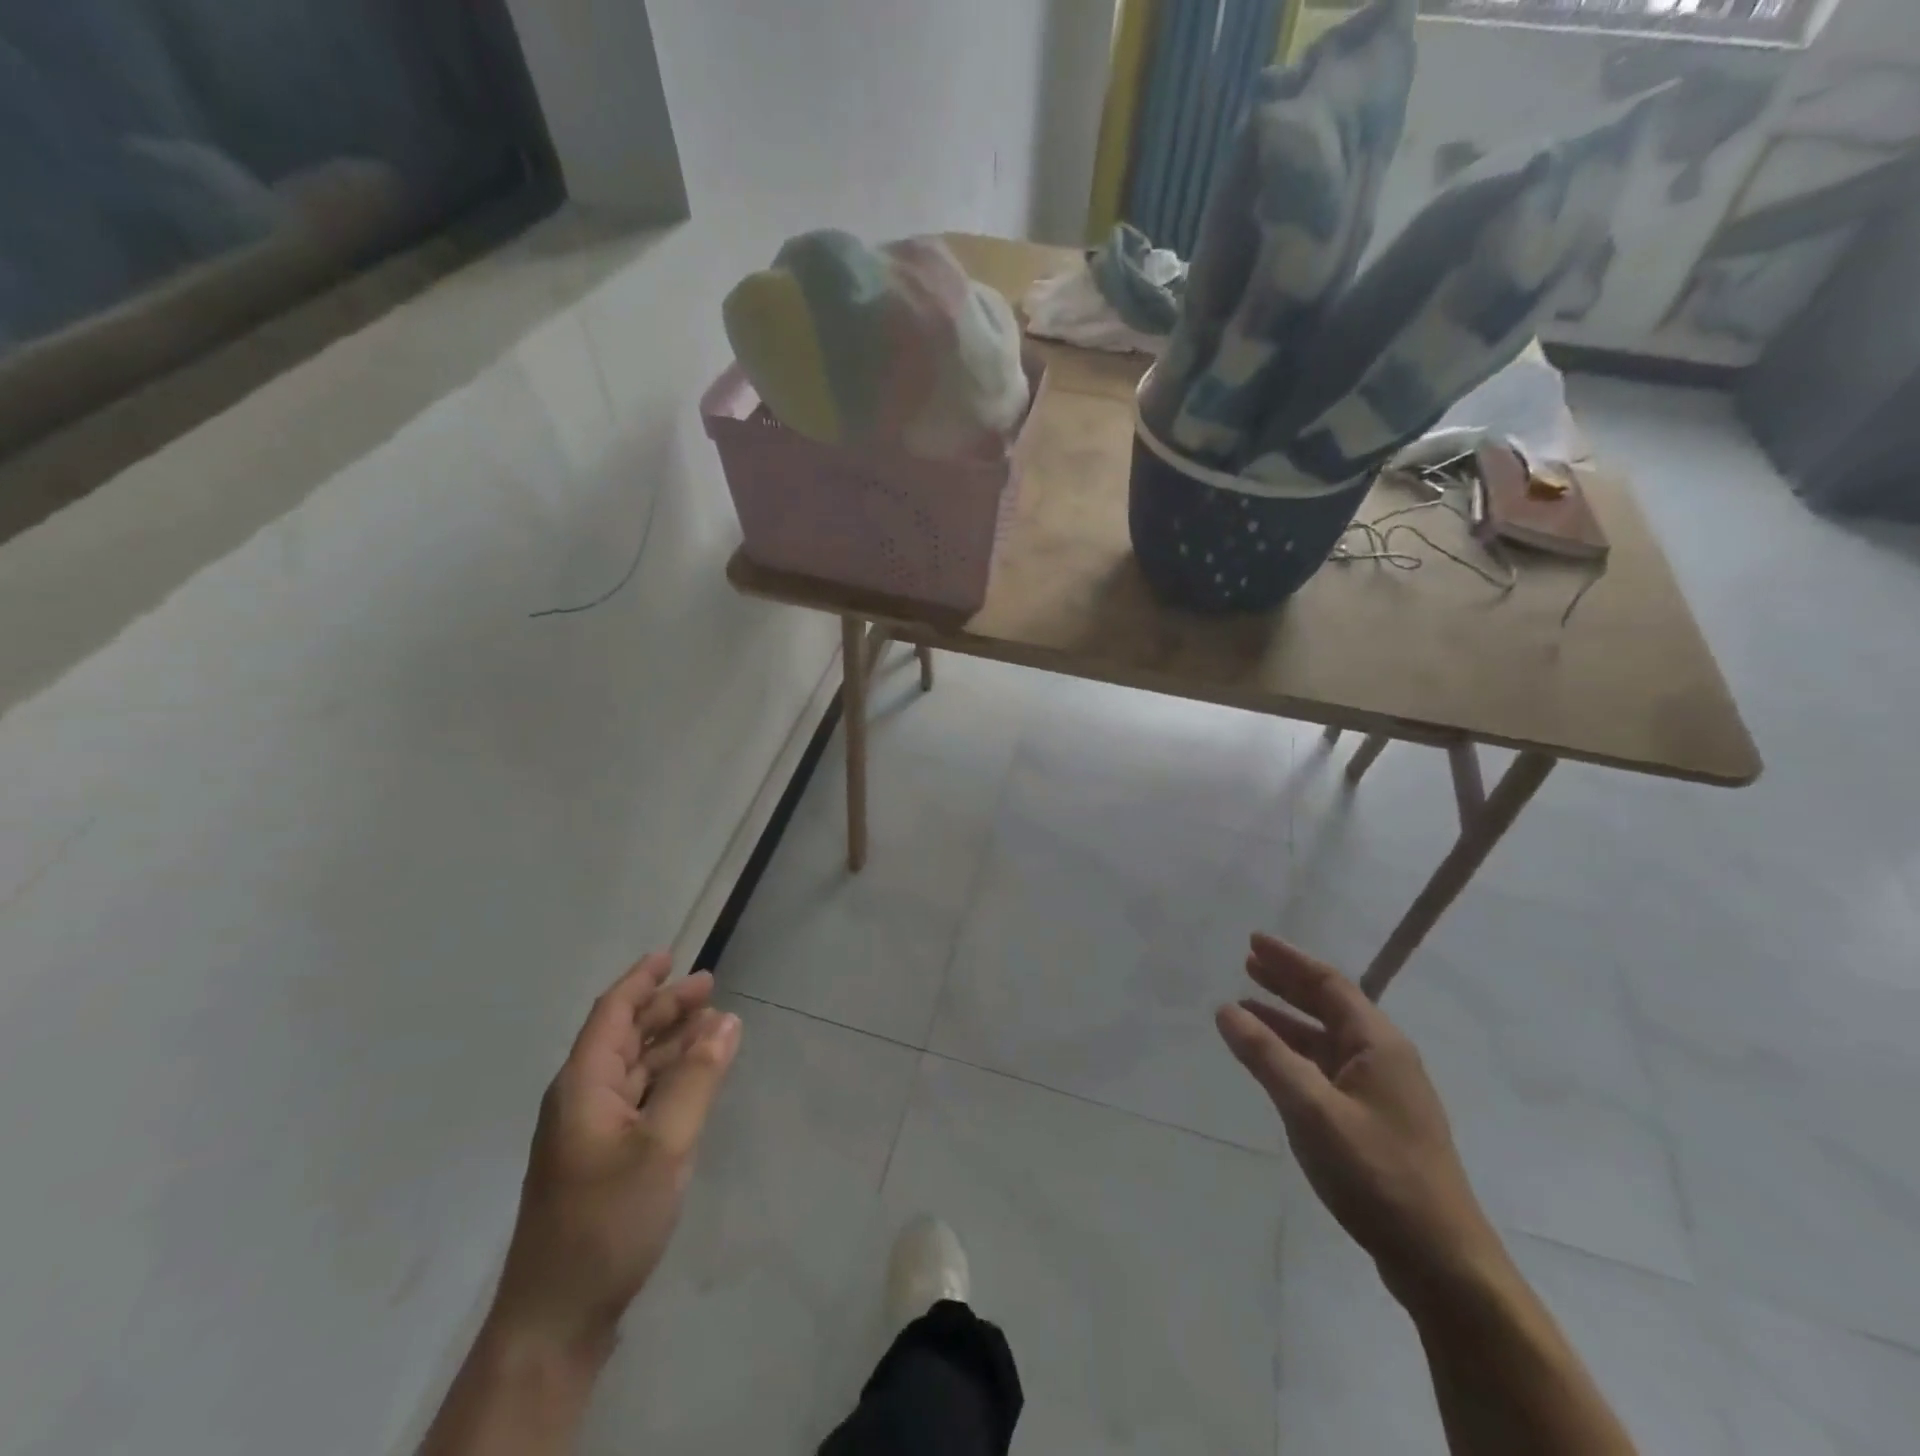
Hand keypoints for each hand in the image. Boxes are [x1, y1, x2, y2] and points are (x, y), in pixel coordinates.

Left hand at [487, 955, 740, 1362]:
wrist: (556, 1320)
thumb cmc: (607, 1220)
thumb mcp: (664, 1144)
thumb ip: (697, 1078)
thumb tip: (726, 1021)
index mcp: (583, 1085)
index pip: (612, 1013)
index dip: (641, 981)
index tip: (671, 955)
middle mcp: (581, 1100)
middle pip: (624, 1036)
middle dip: (665, 1008)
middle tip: (710, 986)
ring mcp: (589, 1133)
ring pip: (633, 1068)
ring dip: (670, 1043)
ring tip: (711, 1025)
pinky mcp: (600, 1161)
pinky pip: (638, 1098)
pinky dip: (667, 1078)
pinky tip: (693, 1080)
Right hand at [1216, 934, 1501, 1303]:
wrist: (1441, 1262)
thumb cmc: (1378, 1174)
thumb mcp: (1312, 1110)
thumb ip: (1267, 1056)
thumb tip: (1226, 1010)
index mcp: (1379, 1044)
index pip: (1329, 984)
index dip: (1289, 960)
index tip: (1252, 942)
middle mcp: (1385, 1059)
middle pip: (1329, 1006)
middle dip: (1287, 984)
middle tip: (1247, 965)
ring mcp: (1383, 1093)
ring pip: (1326, 1041)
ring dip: (1287, 1021)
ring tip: (1246, 1008)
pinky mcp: (1376, 1124)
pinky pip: (1327, 1070)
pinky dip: (1296, 1055)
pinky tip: (1273, 1064)